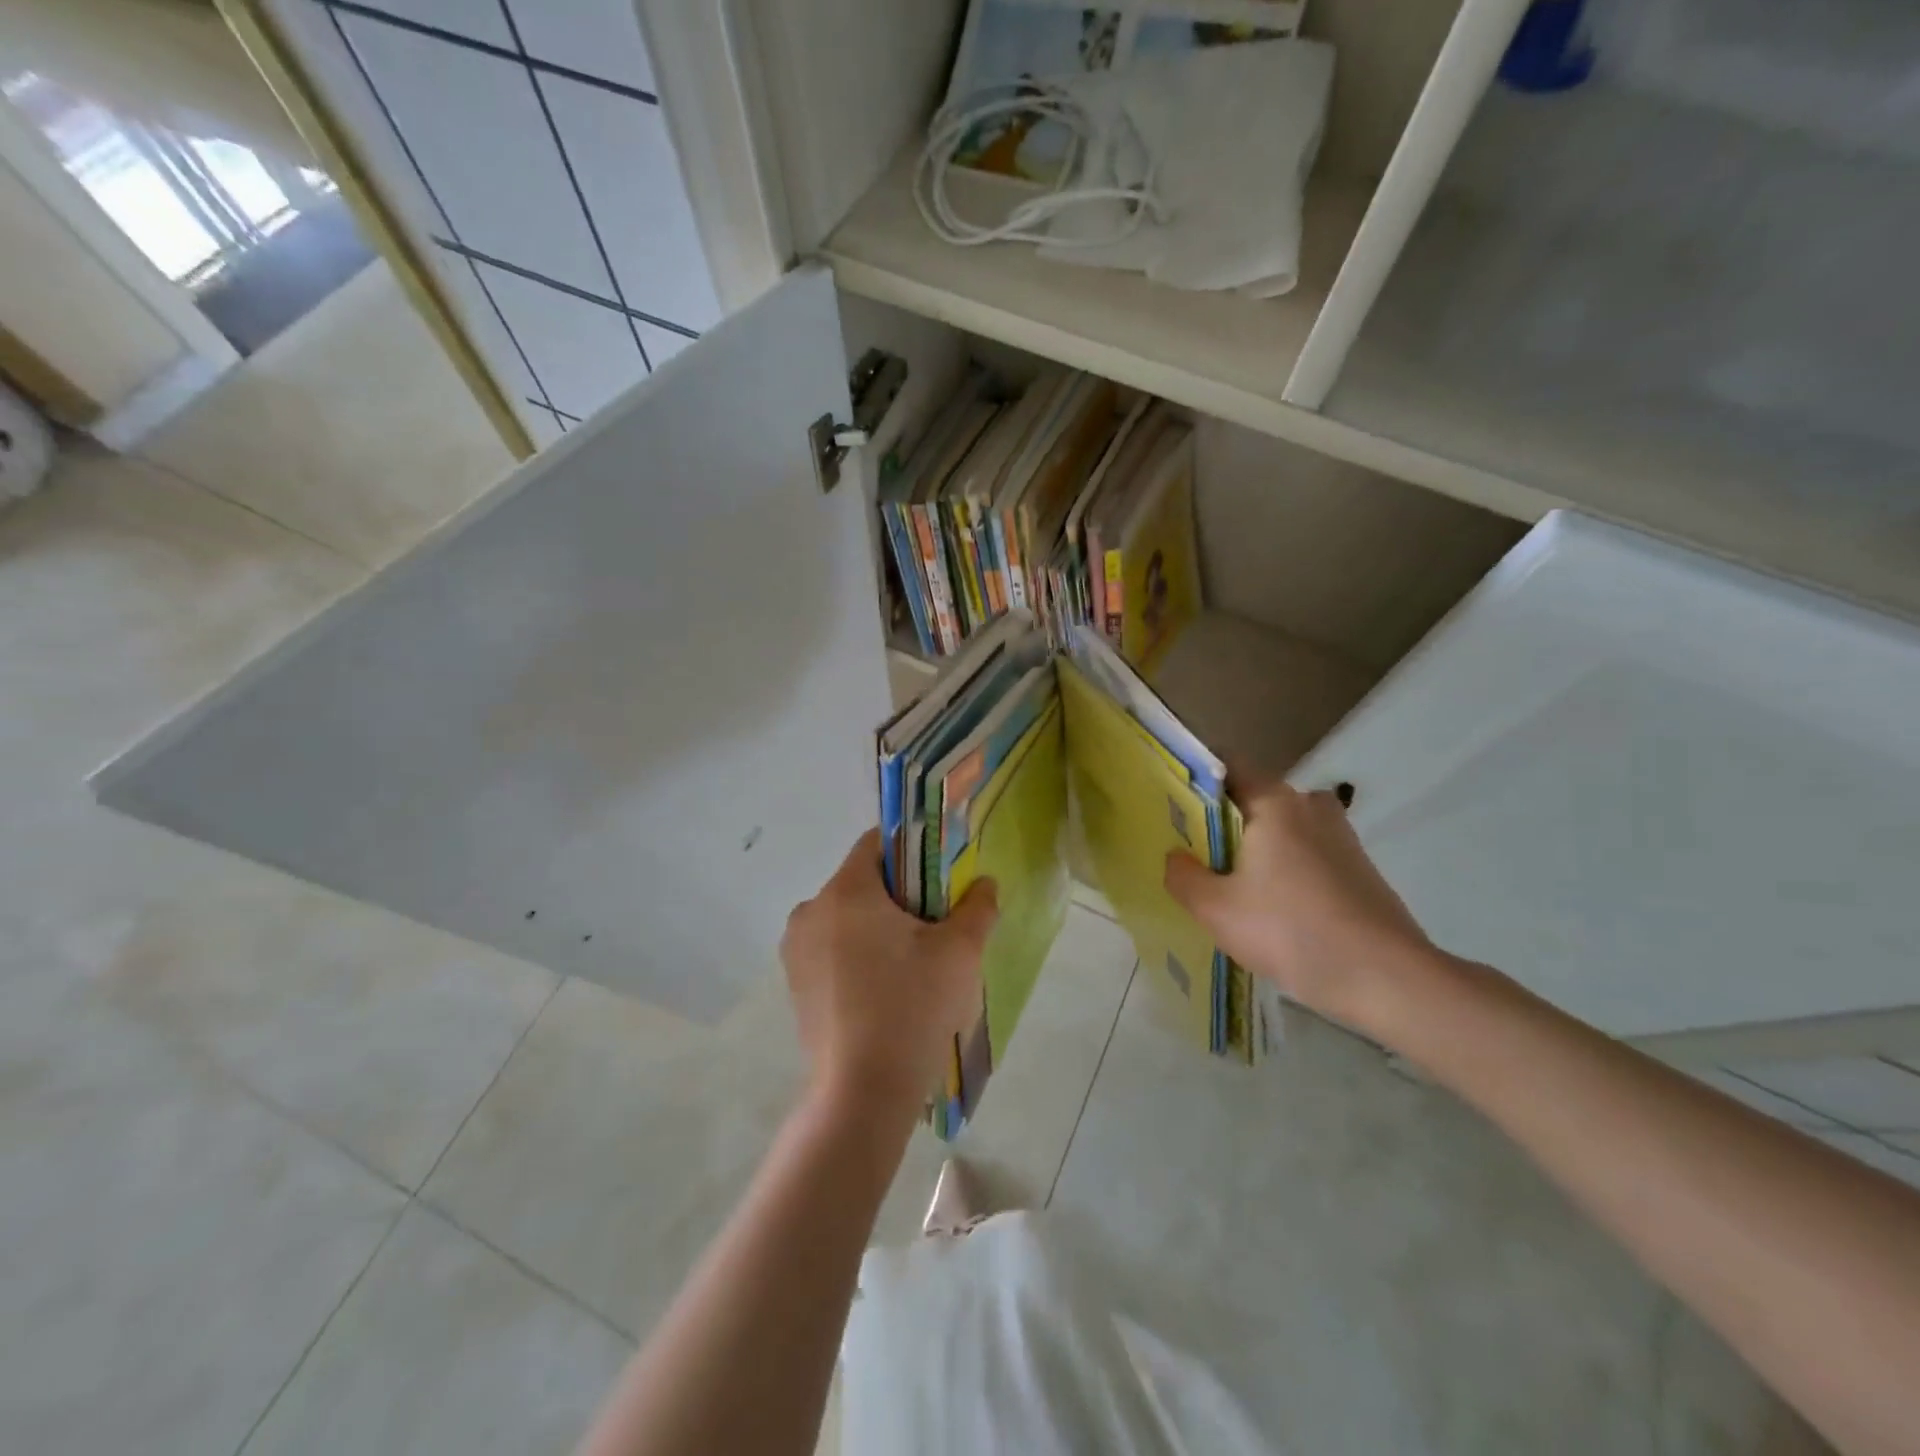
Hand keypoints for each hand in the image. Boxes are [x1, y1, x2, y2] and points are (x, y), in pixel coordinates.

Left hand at [781, 829, 996, 1115]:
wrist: (862, 1093)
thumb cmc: (912, 1007)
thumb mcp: (960, 952)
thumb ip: (977, 907)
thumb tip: (984, 884)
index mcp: (845, 890)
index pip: (877, 843)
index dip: (913, 849)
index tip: (940, 878)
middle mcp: (811, 911)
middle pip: (862, 881)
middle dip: (900, 894)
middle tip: (936, 926)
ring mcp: (796, 950)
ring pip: (847, 917)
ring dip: (878, 927)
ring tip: (914, 964)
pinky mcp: (795, 984)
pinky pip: (832, 949)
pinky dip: (859, 954)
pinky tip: (886, 990)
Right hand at [1165, 782, 1432, 1033]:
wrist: (1386, 979)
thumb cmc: (1291, 931)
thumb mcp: (1216, 909)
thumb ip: (1182, 876)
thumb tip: (1175, 857)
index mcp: (1274, 802)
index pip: (1227, 765)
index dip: (1195, 780)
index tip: (1172, 805)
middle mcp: (1310, 805)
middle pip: (1253, 797)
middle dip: (1222, 819)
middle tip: (1193, 852)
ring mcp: (1340, 835)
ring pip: (1282, 827)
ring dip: (1255, 846)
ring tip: (1229, 882)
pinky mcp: (1358, 866)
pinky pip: (1306, 851)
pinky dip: (1284, 866)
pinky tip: (1272, 906)